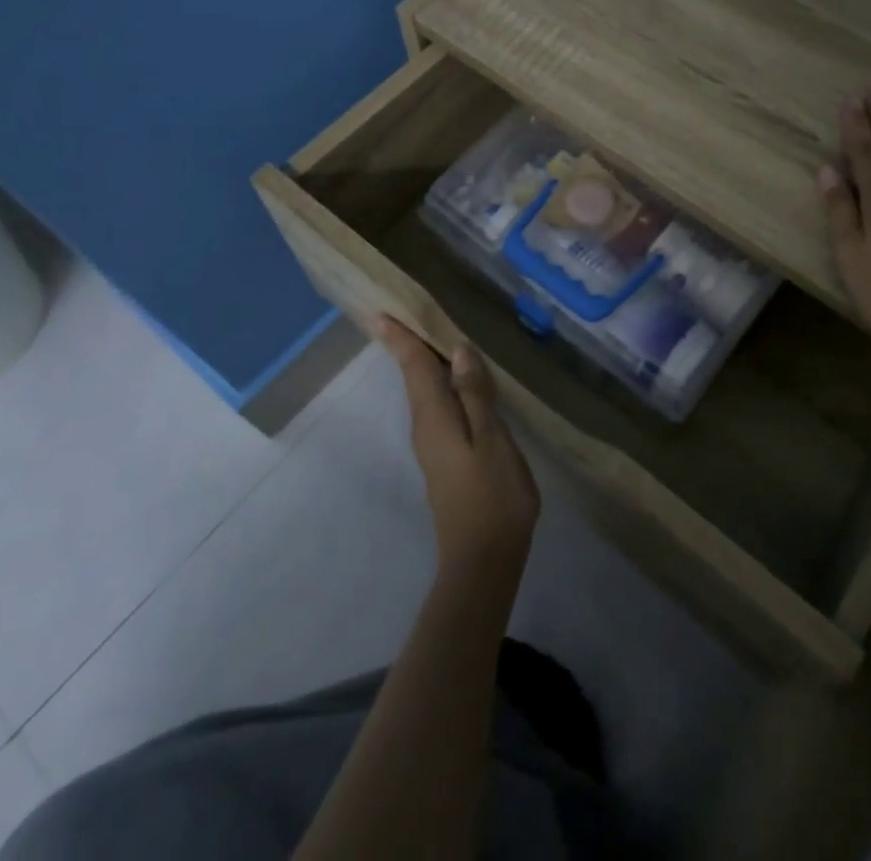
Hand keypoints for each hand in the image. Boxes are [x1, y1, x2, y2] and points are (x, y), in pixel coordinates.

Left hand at [371, 318, 539, 579]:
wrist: (483, 560)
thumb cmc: (492, 496)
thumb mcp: (491, 440)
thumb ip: (475, 394)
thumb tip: (459, 349)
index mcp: (434, 416)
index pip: (413, 366)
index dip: (398, 338)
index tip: (377, 311)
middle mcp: (425, 426)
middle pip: (413, 375)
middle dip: (408, 343)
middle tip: (406, 310)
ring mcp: (433, 444)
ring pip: (425, 390)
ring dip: (423, 361)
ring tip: (431, 332)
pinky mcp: (445, 456)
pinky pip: (437, 405)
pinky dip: (440, 382)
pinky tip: (458, 378)